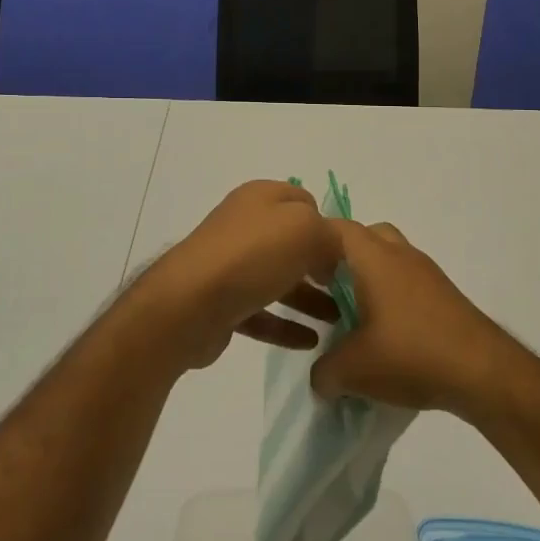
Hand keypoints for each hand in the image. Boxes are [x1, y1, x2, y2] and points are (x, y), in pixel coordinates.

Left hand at [129, 181, 340, 372]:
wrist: (188, 304)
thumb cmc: (250, 256)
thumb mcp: (305, 230)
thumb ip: (331, 236)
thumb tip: (332, 256)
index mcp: (262, 198)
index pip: (306, 202)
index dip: (329, 225)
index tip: (351, 255)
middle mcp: (245, 225)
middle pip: (294, 243)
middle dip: (322, 266)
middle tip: (350, 290)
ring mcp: (232, 264)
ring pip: (280, 279)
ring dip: (310, 299)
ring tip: (339, 321)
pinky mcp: (223, 302)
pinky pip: (263, 312)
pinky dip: (286, 325)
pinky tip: (312, 342)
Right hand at [310, 220, 521, 414]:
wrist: (485, 372)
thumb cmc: (411, 355)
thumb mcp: (353, 370)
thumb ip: (324, 372)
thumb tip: (322, 377)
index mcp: (374, 257)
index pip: (336, 228)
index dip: (312, 243)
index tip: (297, 270)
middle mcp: (401, 255)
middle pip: (367, 236)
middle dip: (343, 257)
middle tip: (327, 288)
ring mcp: (428, 274)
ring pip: (391, 259)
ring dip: (371, 279)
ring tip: (355, 317)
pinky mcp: (446, 296)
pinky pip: (409, 283)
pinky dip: (393, 297)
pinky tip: (387, 336)